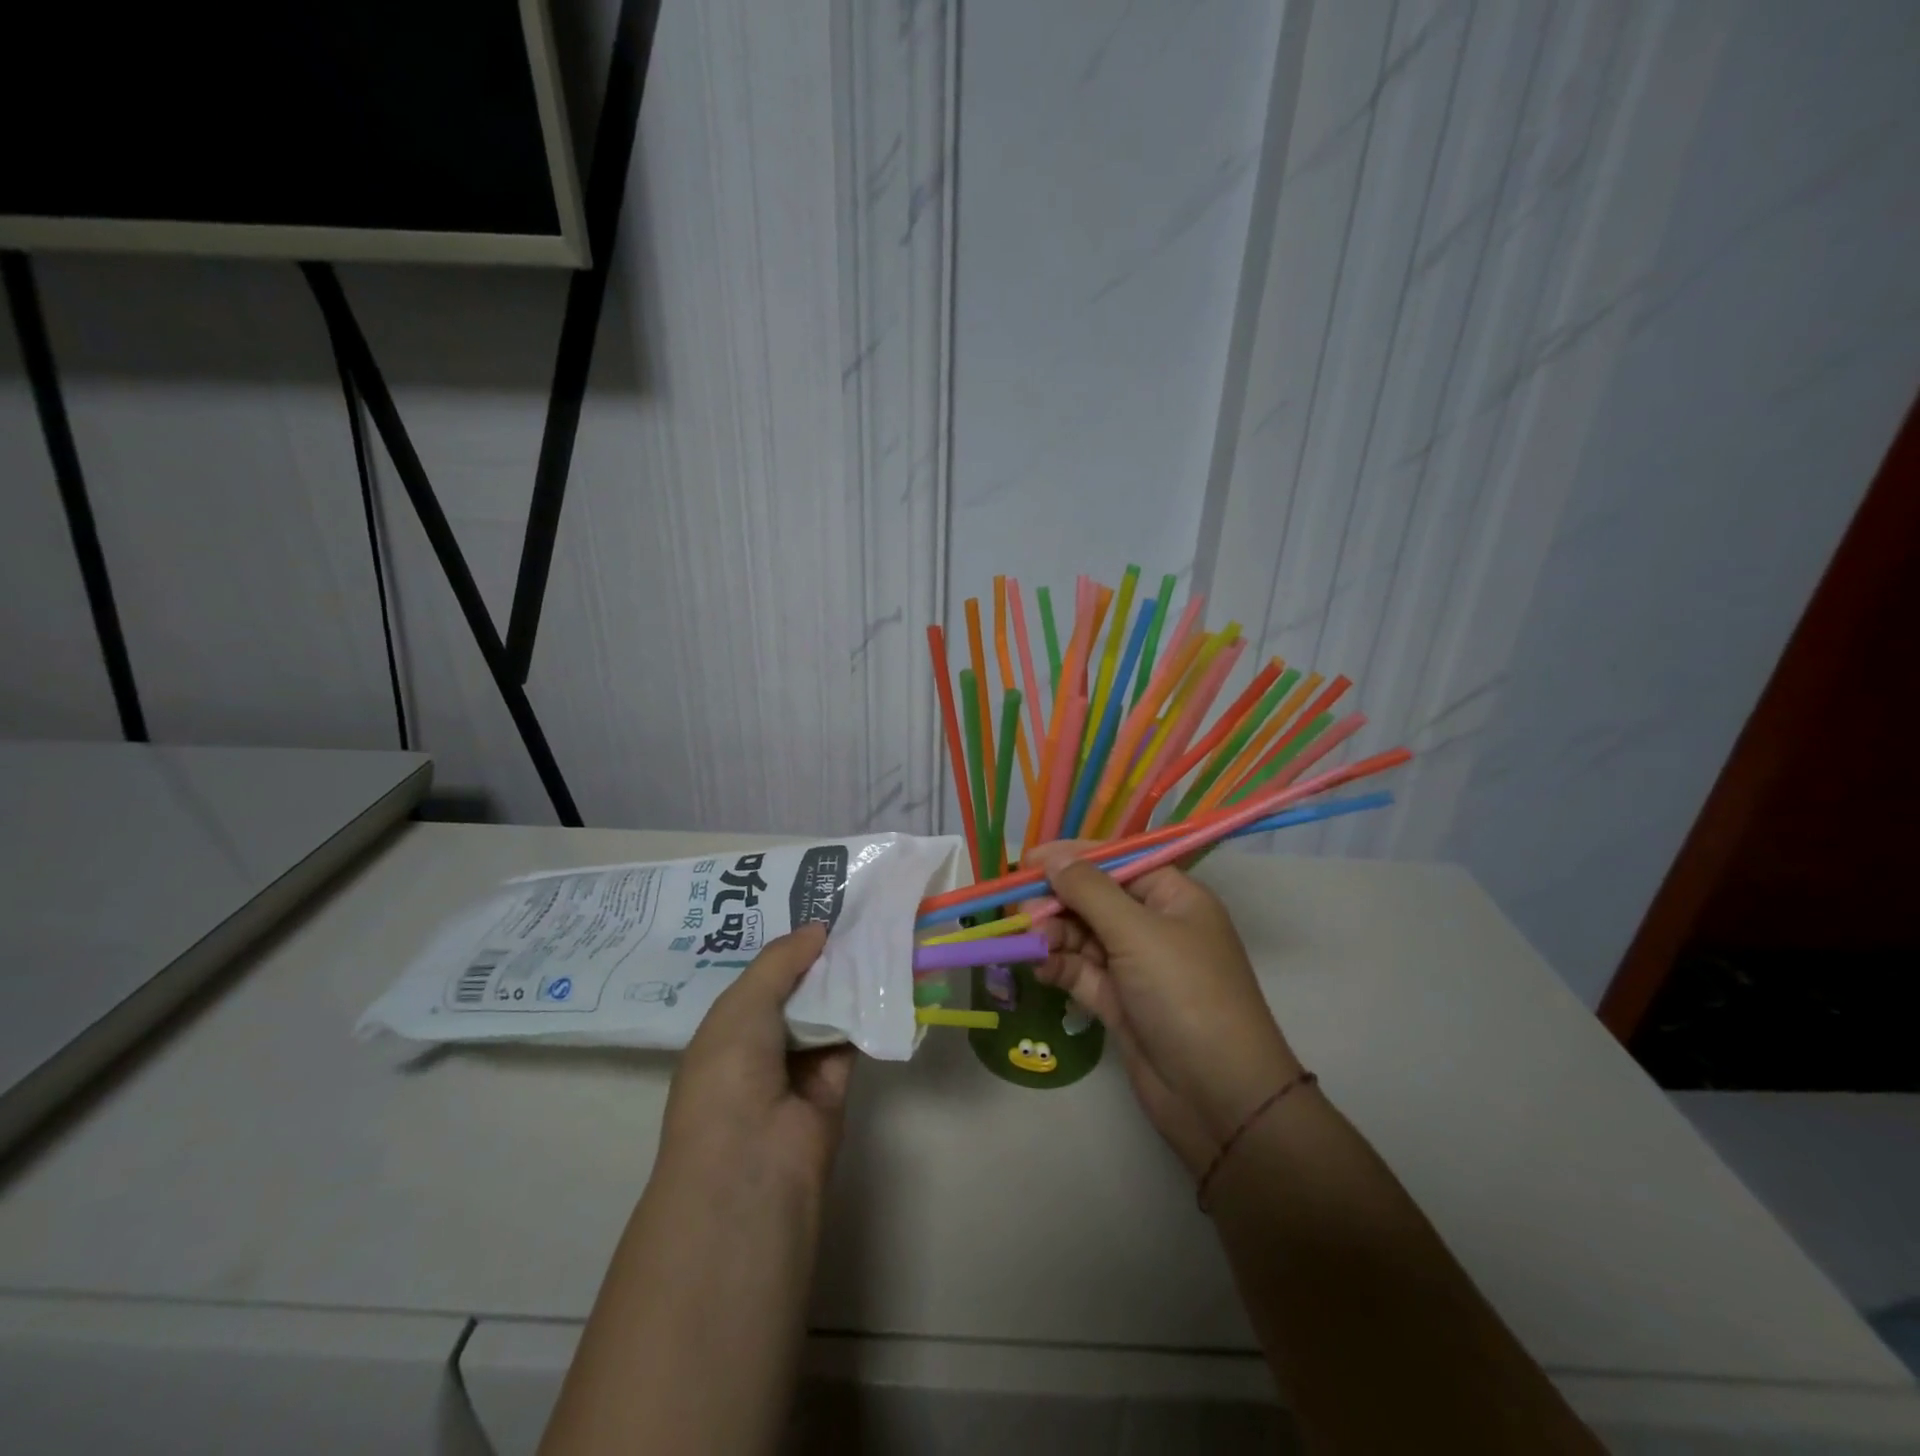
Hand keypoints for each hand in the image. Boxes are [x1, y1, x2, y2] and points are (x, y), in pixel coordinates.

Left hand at [656, 923, 853, 1198]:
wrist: (752, 1161)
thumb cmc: (728, 1073)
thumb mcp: (742, 1005)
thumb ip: (780, 961)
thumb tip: (817, 927)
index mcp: (727, 1030)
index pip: (761, 980)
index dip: (788, 949)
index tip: (819, 911)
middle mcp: (762, 1046)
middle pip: (798, 991)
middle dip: (822, 958)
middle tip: (856, 915)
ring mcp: (799, 1067)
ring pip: (828, 1011)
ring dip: (848, 979)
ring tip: (876, 932)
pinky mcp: (836, 1083)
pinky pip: (852, 1036)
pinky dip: (867, 1010)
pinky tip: (886, 972)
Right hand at [1022, 843, 1301, 1173]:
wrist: (1219, 1098)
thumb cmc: (1185, 995)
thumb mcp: (1137, 933)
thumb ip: (1089, 891)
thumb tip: (1052, 856)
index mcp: (1173, 897)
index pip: (1117, 862)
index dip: (1073, 858)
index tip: (1027, 862)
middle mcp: (1155, 926)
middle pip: (1095, 899)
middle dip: (1058, 902)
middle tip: (1022, 915)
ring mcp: (1136, 966)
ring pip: (1083, 936)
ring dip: (1054, 936)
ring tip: (1031, 944)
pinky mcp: (1120, 1002)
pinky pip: (1081, 971)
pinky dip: (1059, 966)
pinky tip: (1040, 968)